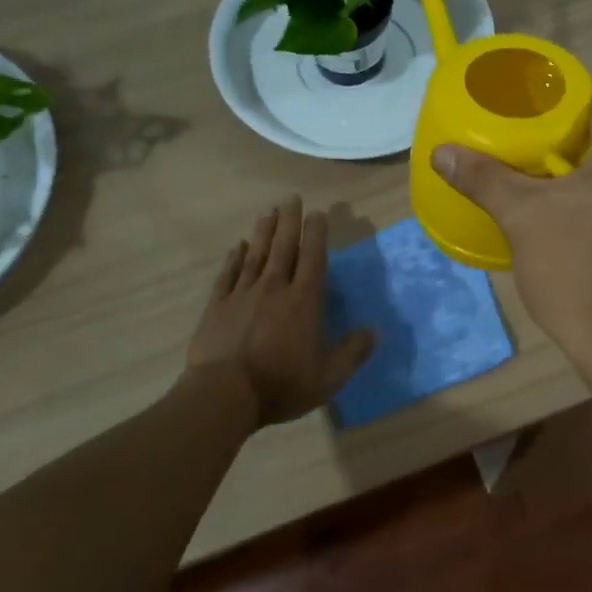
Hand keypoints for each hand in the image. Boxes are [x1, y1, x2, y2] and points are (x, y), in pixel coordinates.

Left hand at [186, 196, 374, 425]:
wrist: (224, 394)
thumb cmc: (281, 384)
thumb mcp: (329, 377)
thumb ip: (353, 352)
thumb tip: (373, 331)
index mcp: (304, 301)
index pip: (313, 258)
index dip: (317, 234)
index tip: (318, 213)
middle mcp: (274, 288)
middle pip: (284, 247)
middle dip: (289, 221)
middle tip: (291, 198)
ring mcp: (242, 294)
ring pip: (256, 254)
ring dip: (264, 231)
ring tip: (268, 211)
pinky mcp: (218, 306)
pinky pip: (228, 274)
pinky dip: (234, 258)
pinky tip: (238, 247)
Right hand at [431, 80, 591, 371]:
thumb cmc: (574, 268)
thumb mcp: (521, 217)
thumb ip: (483, 178)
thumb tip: (441, 152)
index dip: (572, 89)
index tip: (537, 96)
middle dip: (567, 131)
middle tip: (523, 134)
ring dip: (577, 165)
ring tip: (532, 169)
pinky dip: (590, 193)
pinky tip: (557, 209)